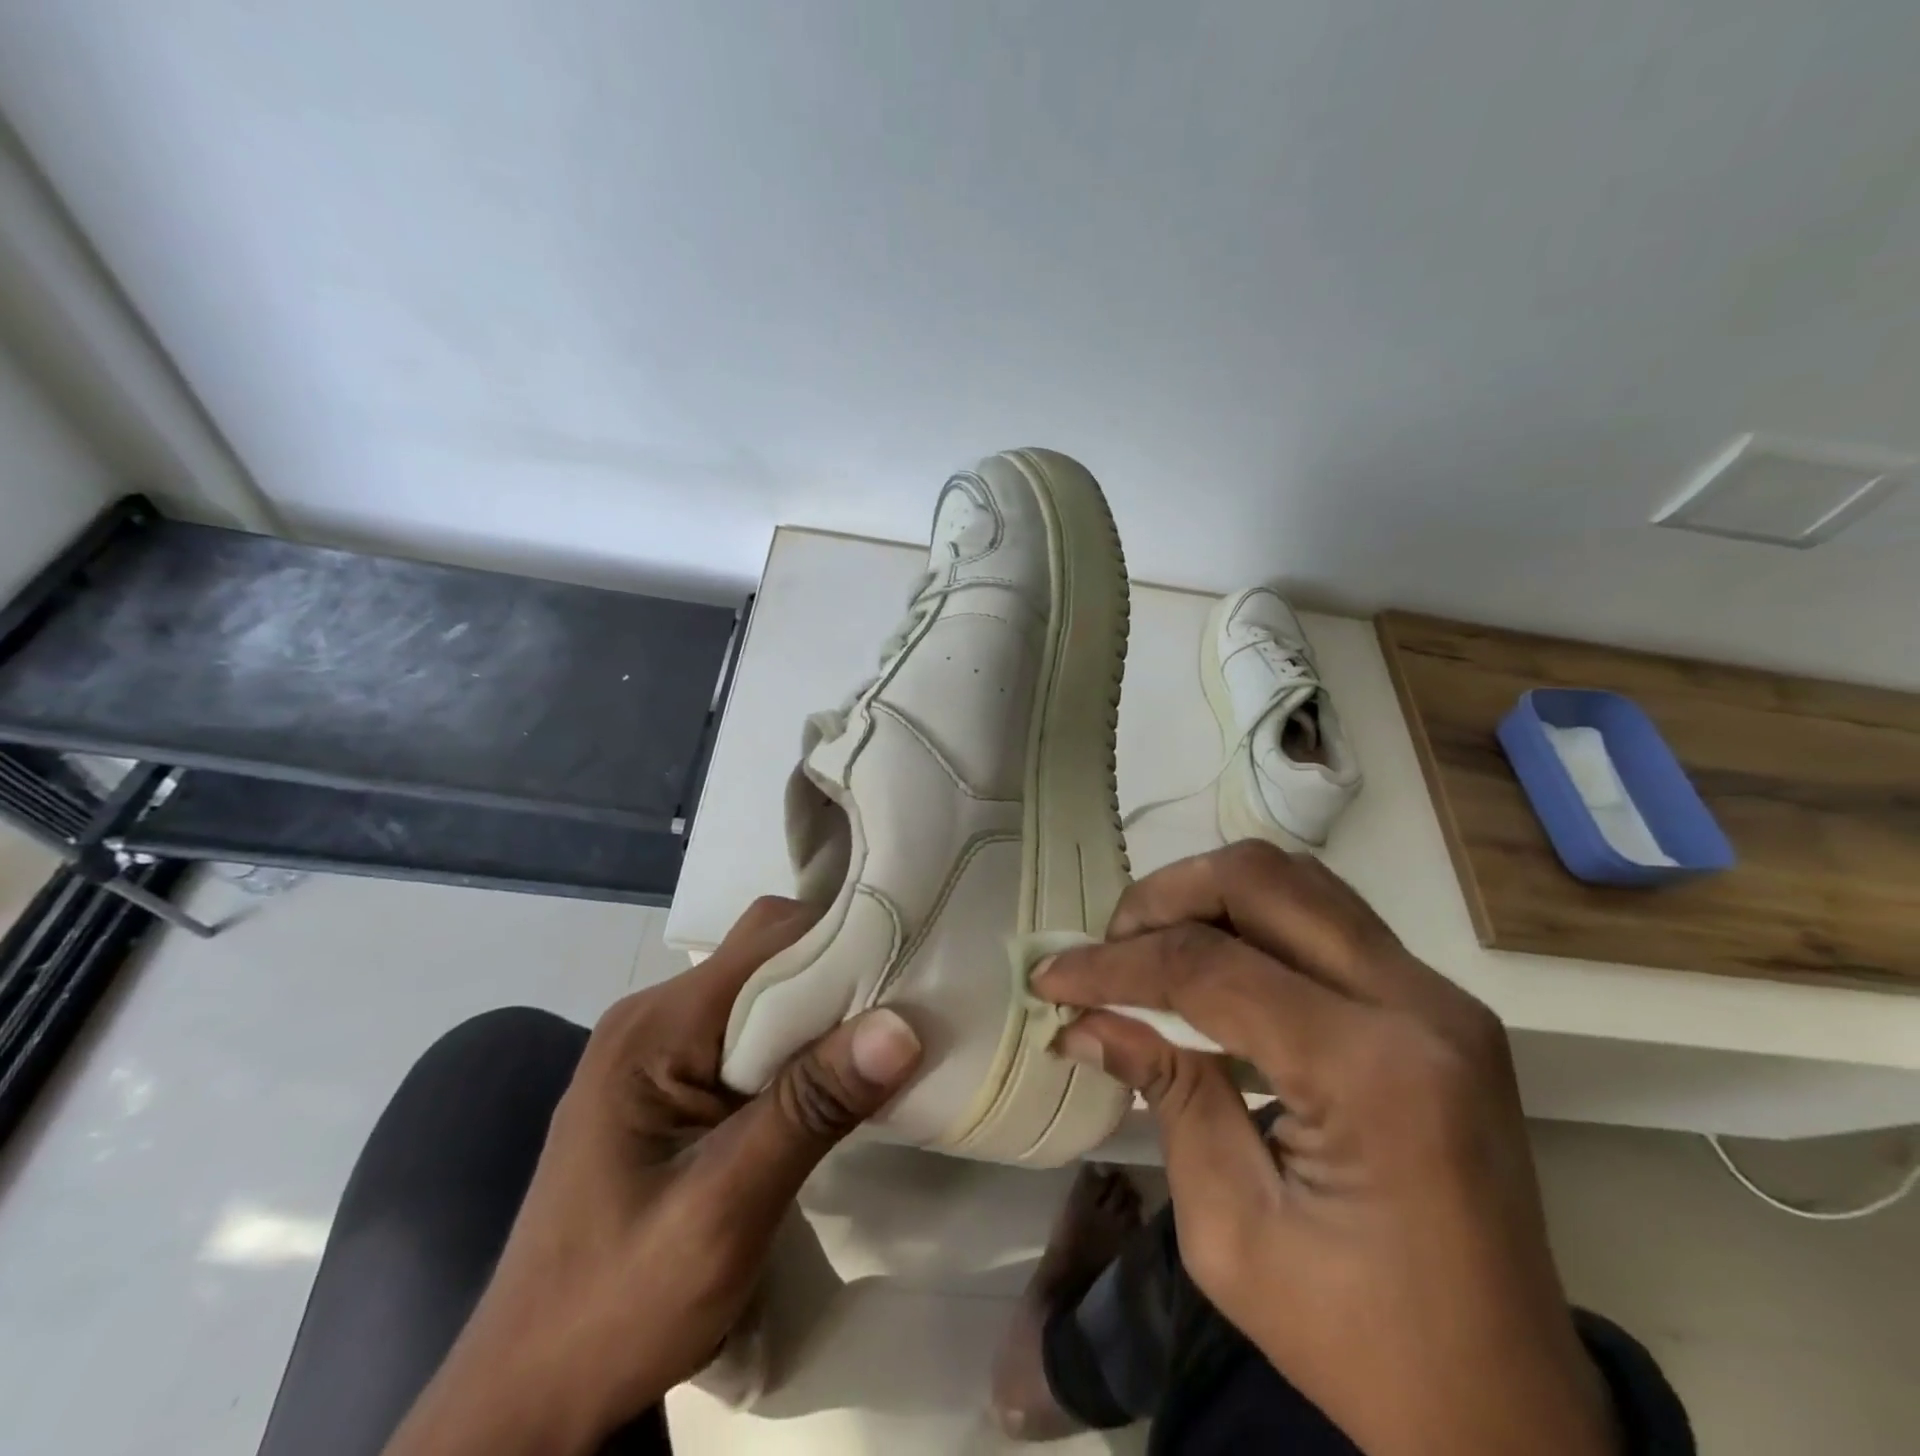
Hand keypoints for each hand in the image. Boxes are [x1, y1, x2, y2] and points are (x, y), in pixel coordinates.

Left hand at [384, 897, 922, 1455]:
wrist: (528, 1397)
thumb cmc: (616, 1308)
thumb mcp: (723, 1213)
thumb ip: (809, 1111)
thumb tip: (902, 1026)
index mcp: (655, 1028)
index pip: (767, 940)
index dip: (842, 942)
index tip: (909, 972)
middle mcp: (654, 1017)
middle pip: (767, 956)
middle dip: (839, 975)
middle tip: (906, 1015)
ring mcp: (658, 1047)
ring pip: (763, 992)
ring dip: (822, 1014)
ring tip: (881, 1047)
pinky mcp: (670, 1081)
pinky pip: (749, 1031)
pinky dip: (798, 1044)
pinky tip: (829, 1082)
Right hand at [1034, 843, 1617, 1455]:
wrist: (1507, 1409)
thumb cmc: (1362, 1345)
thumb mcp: (1232, 1230)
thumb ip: (1166, 1092)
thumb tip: (1084, 1020)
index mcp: (1374, 1075)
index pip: (1211, 967)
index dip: (1115, 965)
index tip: (1051, 979)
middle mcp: (1420, 1006)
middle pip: (1261, 881)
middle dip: (1162, 901)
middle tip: (1109, 954)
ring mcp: (1439, 996)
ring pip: (1295, 880)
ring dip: (1206, 897)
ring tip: (1150, 952)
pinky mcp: (1436, 1003)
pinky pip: (1323, 916)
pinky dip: (1250, 919)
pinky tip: (1211, 966)